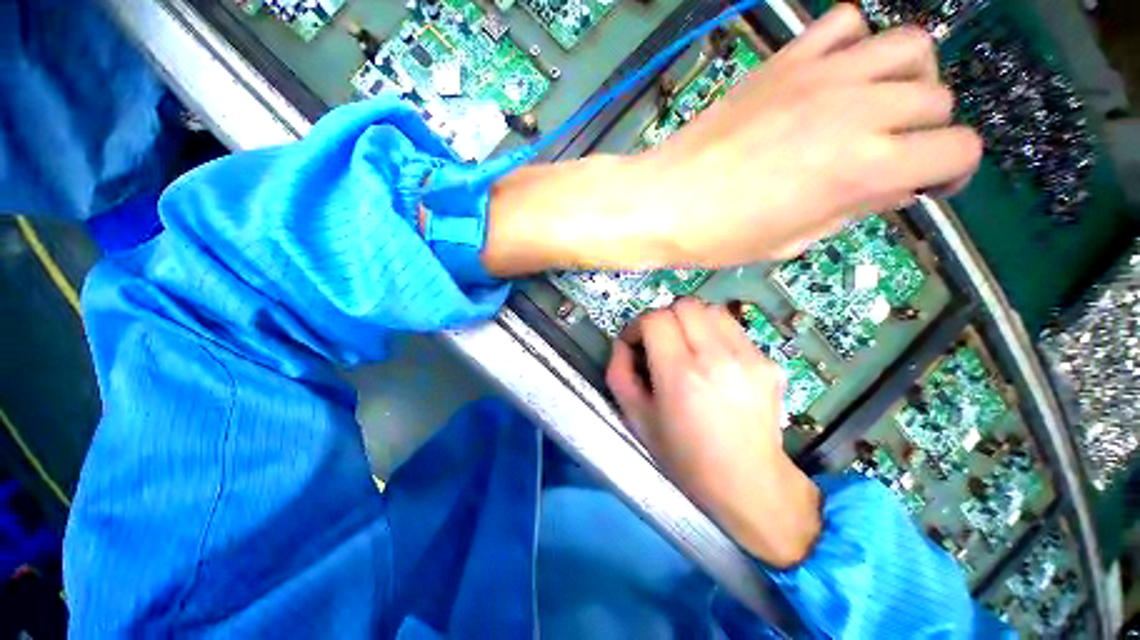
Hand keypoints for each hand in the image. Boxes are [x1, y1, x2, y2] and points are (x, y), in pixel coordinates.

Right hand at [605, 299, 820, 567]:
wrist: (748, 482)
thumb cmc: (684, 455)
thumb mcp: (636, 418)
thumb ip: (619, 373)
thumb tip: (622, 343)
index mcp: (681, 376)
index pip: (655, 319)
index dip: (638, 325)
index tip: (636, 343)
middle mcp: (717, 359)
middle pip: (684, 304)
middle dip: (664, 318)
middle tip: (660, 343)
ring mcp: (750, 358)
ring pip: (711, 309)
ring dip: (691, 321)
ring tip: (687, 347)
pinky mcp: (769, 362)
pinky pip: (733, 329)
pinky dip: (714, 335)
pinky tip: (714, 362)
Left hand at [638, 5, 981, 263]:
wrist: (664, 202)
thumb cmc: (719, 235)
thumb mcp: (792, 241)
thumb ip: (854, 208)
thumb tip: (895, 186)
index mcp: (861, 168)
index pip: (958, 151)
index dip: (949, 172)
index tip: (923, 183)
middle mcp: (856, 110)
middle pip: (938, 98)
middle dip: (924, 130)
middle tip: (888, 150)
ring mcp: (820, 75)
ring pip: (909, 46)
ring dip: (906, 78)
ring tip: (873, 107)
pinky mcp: (784, 60)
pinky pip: (845, 21)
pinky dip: (855, 43)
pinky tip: (834, 75)